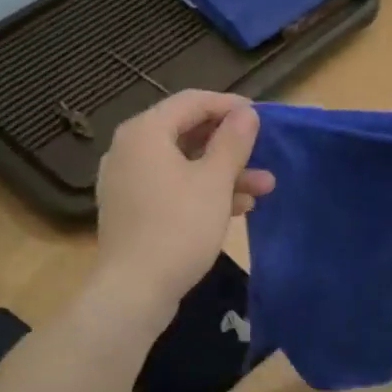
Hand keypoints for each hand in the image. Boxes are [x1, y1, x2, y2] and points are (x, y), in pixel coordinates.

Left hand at [95, 90, 274, 316]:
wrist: (135, 290)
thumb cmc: (179, 227)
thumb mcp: (215, 181)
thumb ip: (233, 141)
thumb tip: (246, 113)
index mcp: (145, 132)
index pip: (191, 101)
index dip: (229, 105)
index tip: (261, 116)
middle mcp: (129, 149)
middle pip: (186, 133)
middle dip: (230, 146)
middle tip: (264, 154)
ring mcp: (127, 181)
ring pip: (182, 164)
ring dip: (223, 173)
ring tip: (263, 188)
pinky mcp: (132, 210)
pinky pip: (171, 187)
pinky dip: (202, 191)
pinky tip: (237, 208)